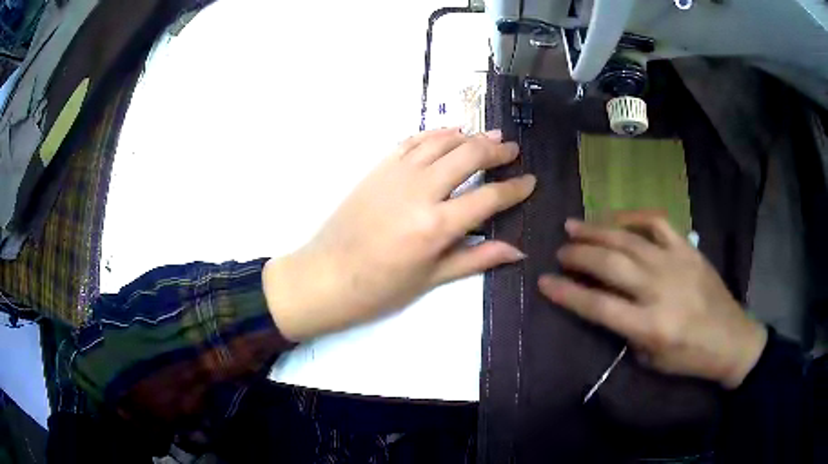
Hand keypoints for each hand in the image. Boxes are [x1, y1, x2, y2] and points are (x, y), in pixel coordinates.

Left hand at [264, 128, 535, 340]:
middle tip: (512, 150)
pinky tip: (449, 133)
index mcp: (437, 225)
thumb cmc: (379, 288)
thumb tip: (517, 250)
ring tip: (488, 137)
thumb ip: (476, 258)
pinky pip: (413, 141)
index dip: (515, 188)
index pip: (489, 197)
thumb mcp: (431, 278)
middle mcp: (421, 190)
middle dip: (496, 151)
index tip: (530, 181)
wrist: (325, 275)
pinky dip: (435, 134)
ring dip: (469, 136)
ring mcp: (397, 173)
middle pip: (469, 156)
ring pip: (442, 141)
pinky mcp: (378, 167)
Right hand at [538, 216, 767, 388]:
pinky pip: (657, 223)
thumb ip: (626, 331)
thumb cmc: (689, 358)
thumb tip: (605, 303)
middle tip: (560, 251)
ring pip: (628, 239)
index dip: (567, 293)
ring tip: (573, 225)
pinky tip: (616, 218)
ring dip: (596, 230)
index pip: (598, 305)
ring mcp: (675, 263)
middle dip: (578, 255)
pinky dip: (633, 217)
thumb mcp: (651, 361)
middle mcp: (659, 289)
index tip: (543, 281)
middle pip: (610, 264)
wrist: (731, 338)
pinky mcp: (688, 248)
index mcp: (650, 326)